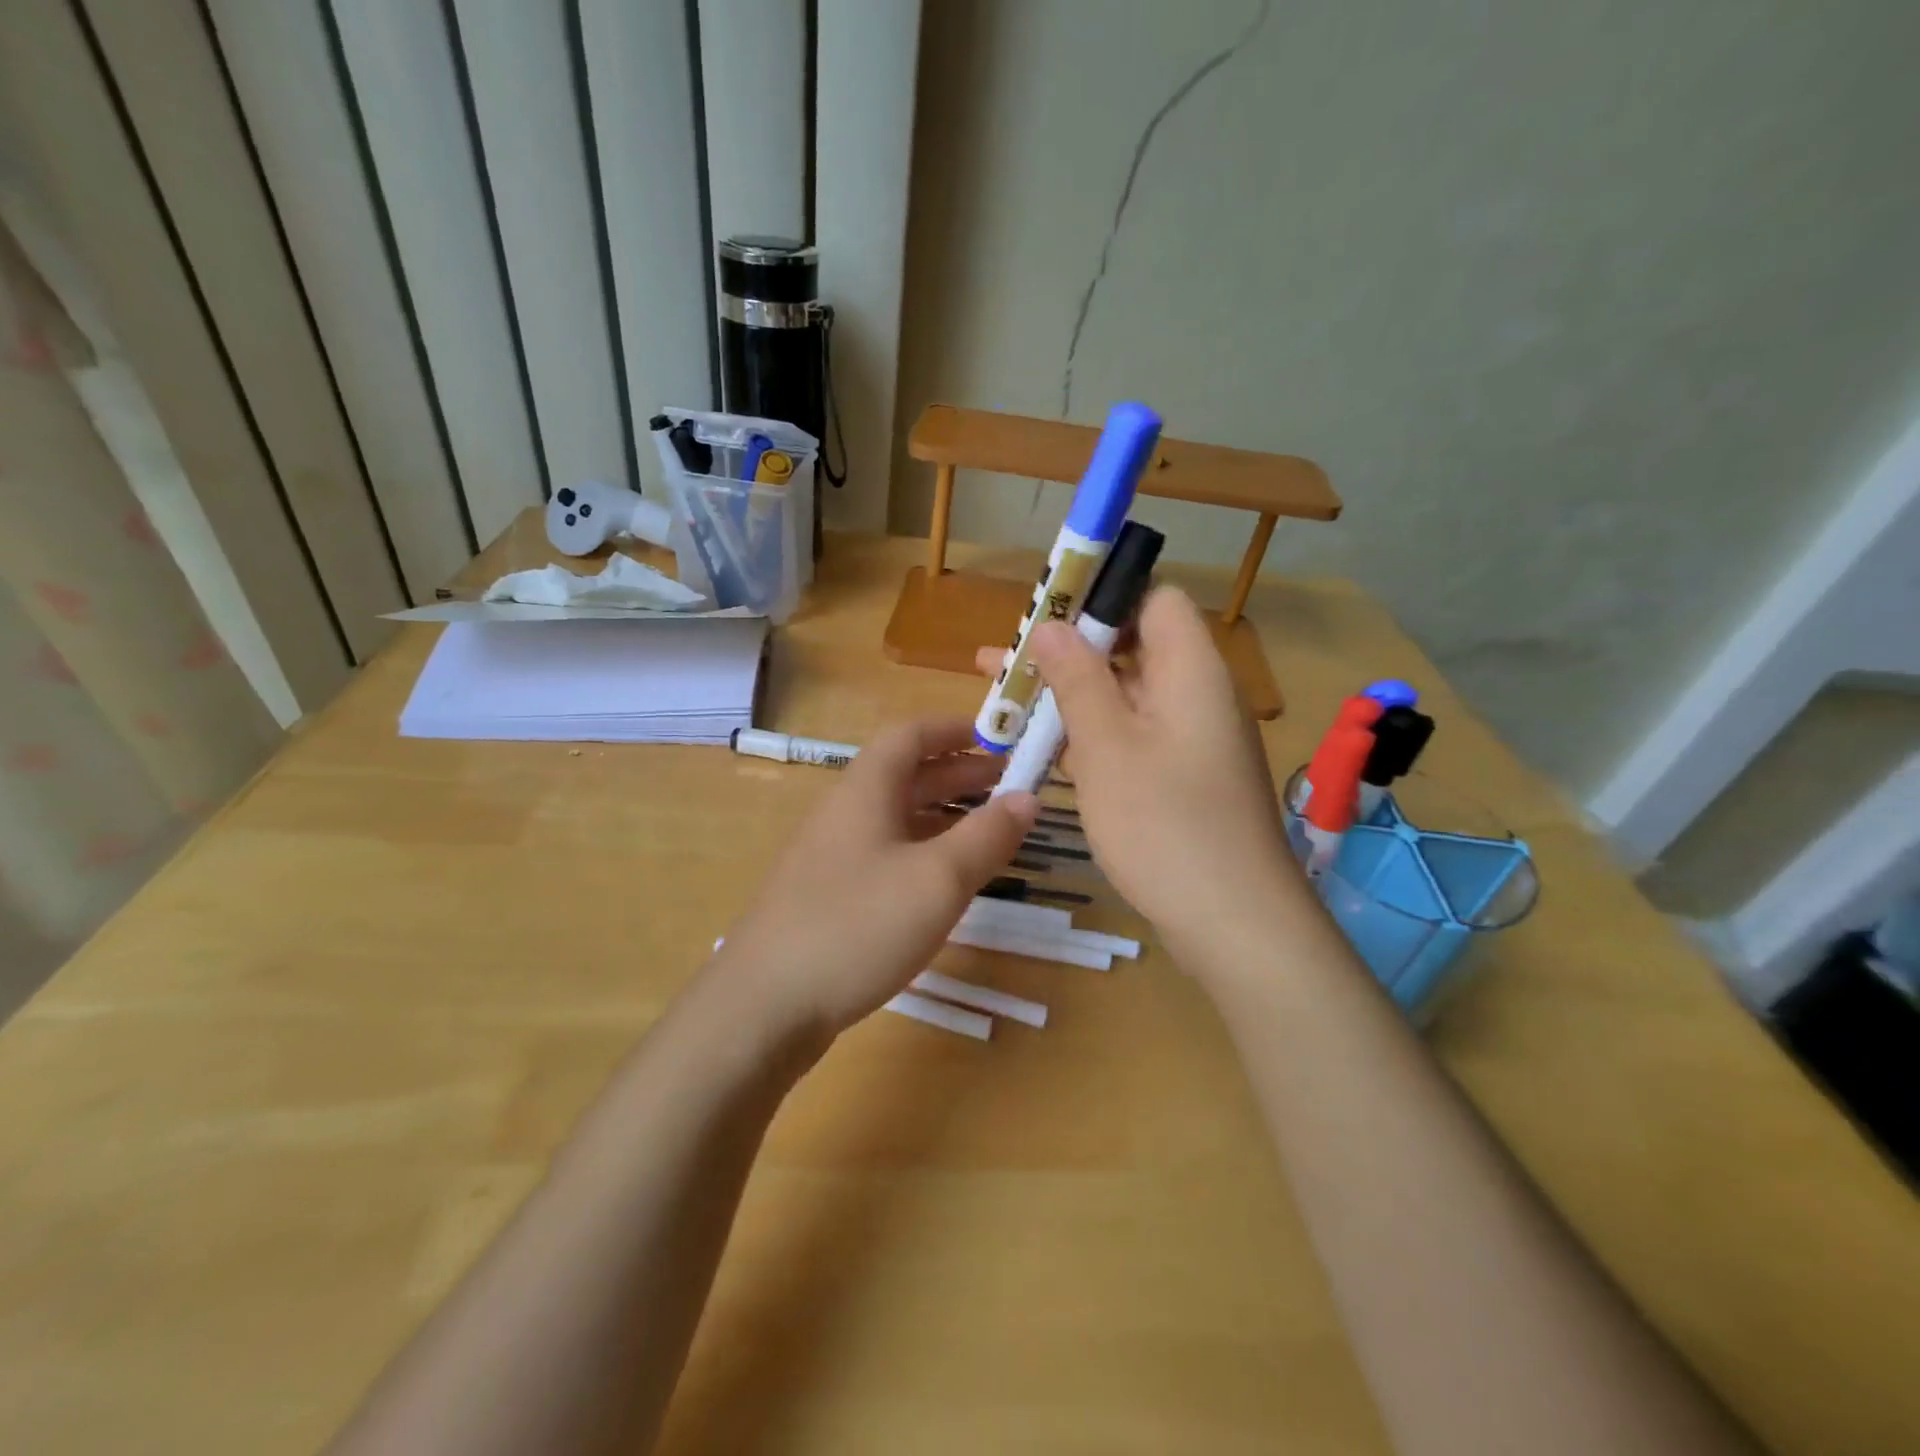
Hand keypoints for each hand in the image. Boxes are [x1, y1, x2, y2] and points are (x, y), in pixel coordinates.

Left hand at [713, 719, 1038, 1034]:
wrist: (764, 1006)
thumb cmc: (857, 927)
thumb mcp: (937, 880)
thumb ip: (987, 835)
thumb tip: (1028, 797)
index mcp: (865, 790)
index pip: (910, 735)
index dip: (954, 729)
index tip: (998, 737)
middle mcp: (844, 812)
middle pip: (905, 775)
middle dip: (958, 774)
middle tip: (1009, 786)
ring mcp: (831, 855)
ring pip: (895, 817)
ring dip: (943, 814)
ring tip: (988, 830)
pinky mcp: (826, 894)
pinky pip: (884, 852)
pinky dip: (922, 850)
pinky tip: (943, 879)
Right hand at [975, 587, 1298, 951]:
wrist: (1234, 922)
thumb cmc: (1164, 822)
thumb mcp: (1106, 745)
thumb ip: (1077, 678)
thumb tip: (1051, 624)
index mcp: (1191, 669)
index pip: (1154, 599)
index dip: (1102, 598)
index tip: (1045, 615)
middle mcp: (1198, 695)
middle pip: (1131, 649)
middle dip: (1067, 653)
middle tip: (1004, 664)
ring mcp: (1193, 741)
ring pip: (1126, 699)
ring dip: (1071, 700)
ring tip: (1007, 708)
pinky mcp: (1184, 780)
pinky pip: (1133, 739)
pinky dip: (1092, 739)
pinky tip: (1045, 756)